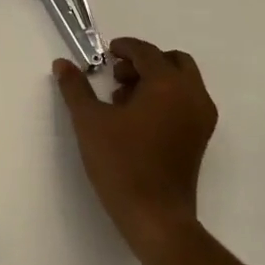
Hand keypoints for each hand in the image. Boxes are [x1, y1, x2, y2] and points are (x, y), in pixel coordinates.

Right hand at [55, 37, 217, 259]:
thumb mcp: (89, 121)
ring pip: (182, 82)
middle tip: (117, 74)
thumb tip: (62, 64)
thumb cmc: (122, 163)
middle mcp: (192, 96)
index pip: (147, 52)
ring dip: (156, 79)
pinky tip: (137, 119)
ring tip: (122, 99)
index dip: (125, 47)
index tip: (106, 53)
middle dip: (145, 61)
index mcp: (168, 84)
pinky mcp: (200, 139)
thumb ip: (75, 87)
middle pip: (174, 61)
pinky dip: (166, 98)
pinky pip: (186, 102)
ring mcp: (201, 119)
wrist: (156, 217)